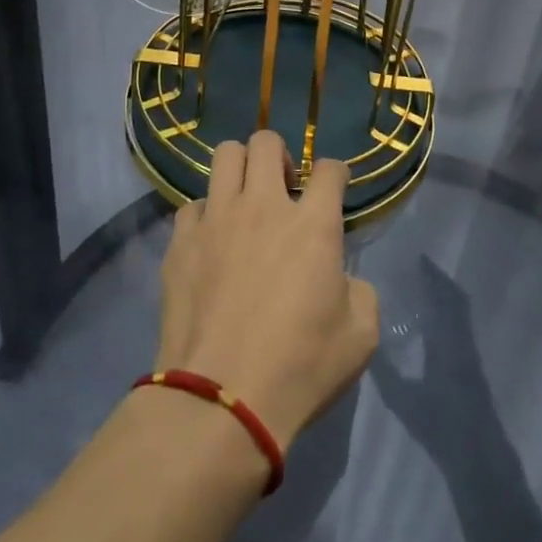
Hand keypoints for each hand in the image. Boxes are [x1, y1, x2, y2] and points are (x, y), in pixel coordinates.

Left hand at [155, 130, 379, 448]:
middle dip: (281, 154)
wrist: (222, 399)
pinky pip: (192, 205)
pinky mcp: (180, 241)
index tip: (334, 188)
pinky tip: (211, 242)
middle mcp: (263, 206)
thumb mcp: (360, 335)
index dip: (336, 174)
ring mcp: (216, 218)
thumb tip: (342, 278)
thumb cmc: (301, 367)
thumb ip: (360, 291)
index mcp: (312, 223)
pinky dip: (206, 215)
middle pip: (267, 142)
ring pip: (224, 156)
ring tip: (245, 200)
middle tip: (284, 187)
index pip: (330, 169)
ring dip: (240, 169)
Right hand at [367, 259, 498, 460]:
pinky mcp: (473, 369)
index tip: (417, 259)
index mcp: (448, 339)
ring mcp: (471, 354)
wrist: (479, 456)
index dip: (432, 276)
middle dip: (438, 283)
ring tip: (420, 291)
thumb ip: (386, 368)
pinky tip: (430, 324)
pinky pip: (459, 329)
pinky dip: (447, 316)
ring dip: (444, 299)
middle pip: (455, 301)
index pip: (444, 296)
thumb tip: (367, 336)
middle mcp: (462, 339)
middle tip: (416, 270)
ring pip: (459, 315)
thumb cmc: (441, 424)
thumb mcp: (404, 397)